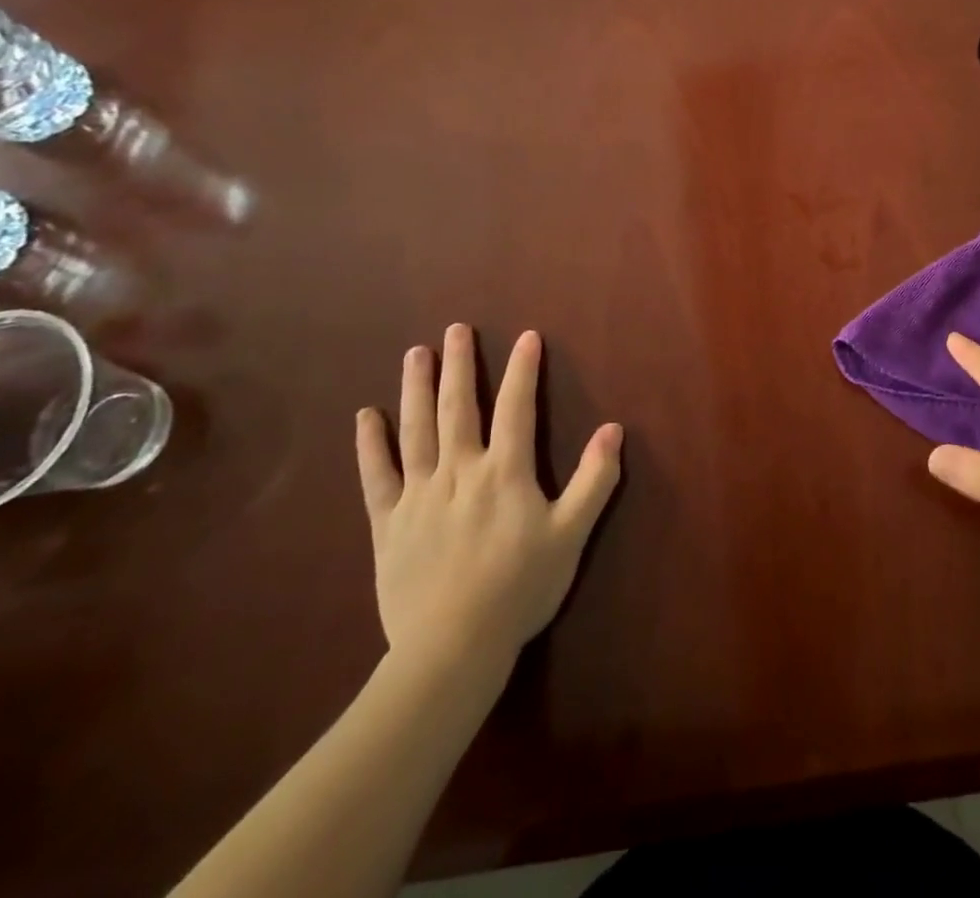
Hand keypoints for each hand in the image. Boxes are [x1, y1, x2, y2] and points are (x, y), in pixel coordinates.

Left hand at [355, 325, 622, 679]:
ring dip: (416, 389)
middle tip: (456, 329)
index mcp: (504, 472)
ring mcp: (419, 496)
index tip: (526, 336)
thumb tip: (614, 428)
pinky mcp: (388, 524)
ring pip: (416, 431)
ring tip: (416, 353)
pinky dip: (369, 445)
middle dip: (459, 365)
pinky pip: (375, 477)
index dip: (523, 369)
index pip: (516, 407)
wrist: (452, 650)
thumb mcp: (571, 536)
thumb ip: (595, 480)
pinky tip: (365, 416)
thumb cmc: (519, 589)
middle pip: (458, 408)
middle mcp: (459, 472)